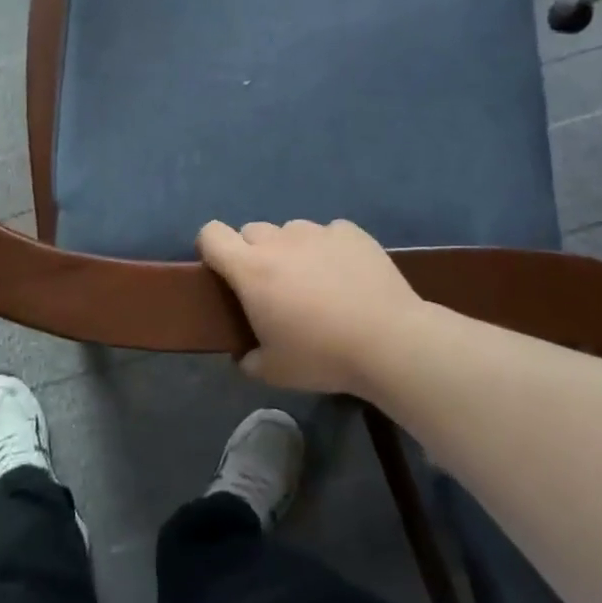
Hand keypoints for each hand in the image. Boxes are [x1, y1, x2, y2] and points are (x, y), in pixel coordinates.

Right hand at [197, 218, 427, 394]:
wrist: (390, 341)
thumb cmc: (322, 356)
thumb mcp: (274, 372)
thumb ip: (248, 360)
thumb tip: (244, 355)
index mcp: (250, 269)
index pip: (211, 234)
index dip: (211, 248)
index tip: (222, 272)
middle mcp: (278, 240)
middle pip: (251, 231)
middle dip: (254, 253)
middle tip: (272, 287)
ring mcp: (317, 231)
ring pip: (290, 231)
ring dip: (292, 250)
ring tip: (315, 282)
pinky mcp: (350, 232)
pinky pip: (329, 233)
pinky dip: (330, 249)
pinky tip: (347, 275)